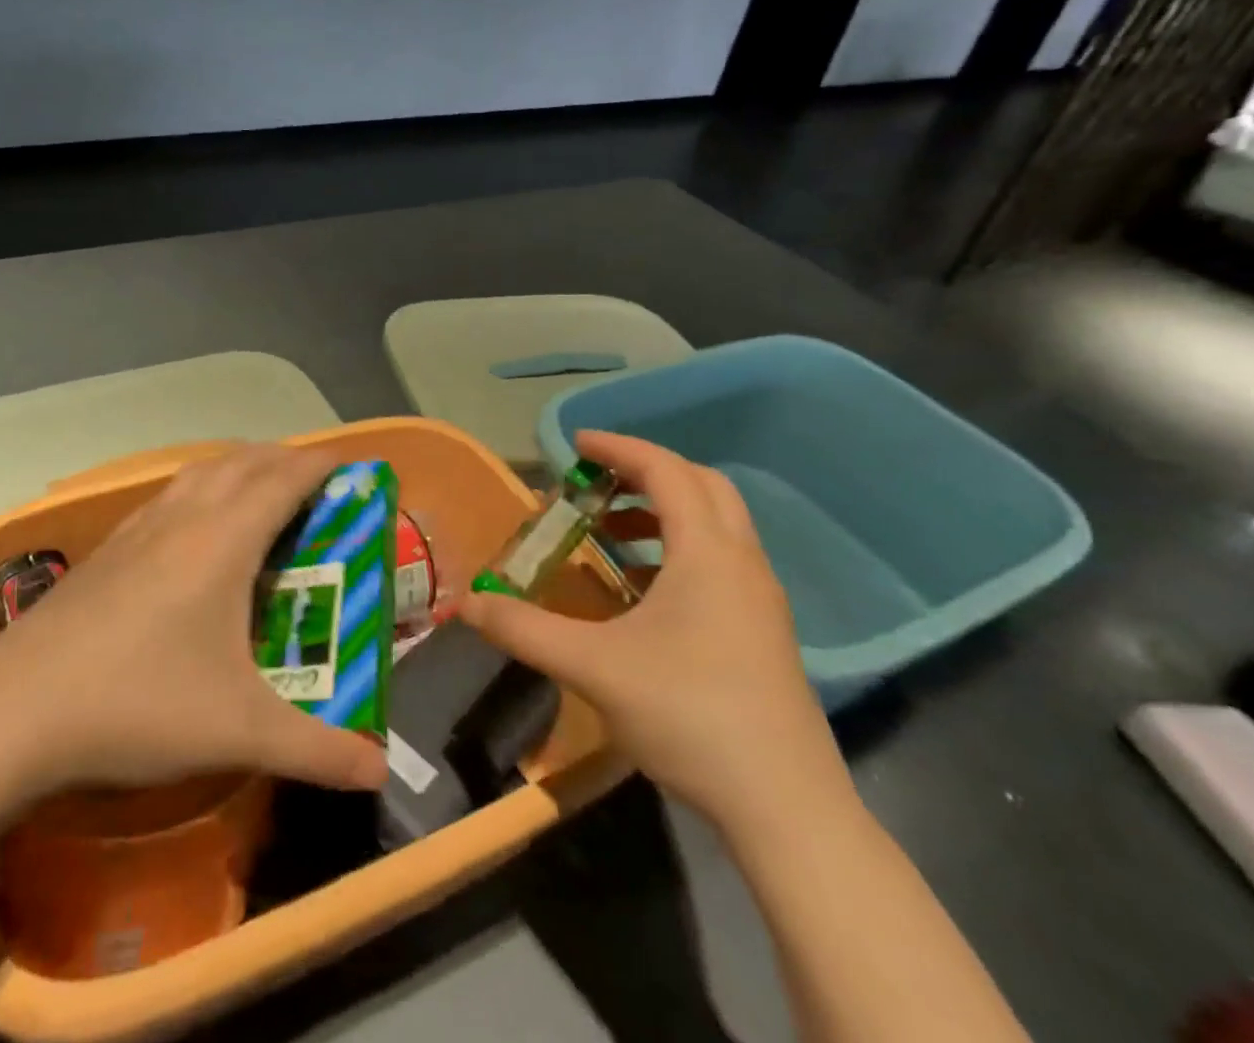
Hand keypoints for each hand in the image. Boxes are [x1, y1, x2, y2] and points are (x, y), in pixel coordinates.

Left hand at [0, 443, 389, 797]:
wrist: (12, 712)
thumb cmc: (139, 704)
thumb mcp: (239, 731)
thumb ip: (316, 750)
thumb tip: (380, 770)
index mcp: (224, 539)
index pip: (284, 479)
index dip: (321, 465)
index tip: (352, 467)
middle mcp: (184, 517)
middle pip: (243, 462)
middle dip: (285, 459)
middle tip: (315, 482)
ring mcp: (138, 529)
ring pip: (200, 472)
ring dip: (239, 467)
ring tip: (260, 490)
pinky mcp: (106, 550)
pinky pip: (168, 495)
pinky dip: (200, 488)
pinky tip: (191, 526)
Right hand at [459, 431, 847, 830]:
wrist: (787, 809)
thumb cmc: (689, 715)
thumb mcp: (592, 666)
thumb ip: (523, 629)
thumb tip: (466, 606)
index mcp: (707, 552)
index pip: (665, 470)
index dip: (618, 448)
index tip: (575, 445)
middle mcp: (742, 562)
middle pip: (701, 485)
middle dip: (646, 473)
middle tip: (596, 482)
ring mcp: (761, 599)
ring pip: (715, 525)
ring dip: (662, 513)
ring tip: (607, 534)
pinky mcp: (764, 632)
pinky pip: (720, 562)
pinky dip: (677, 552)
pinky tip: (640, 592)